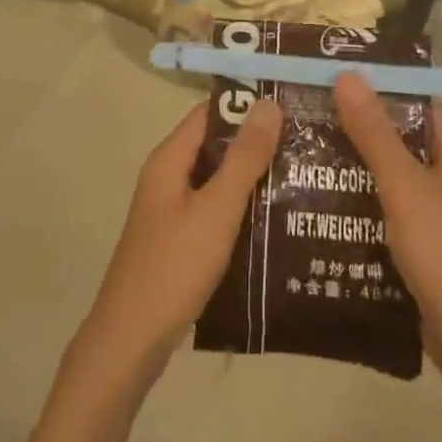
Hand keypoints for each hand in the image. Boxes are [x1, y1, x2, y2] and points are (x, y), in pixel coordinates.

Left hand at [78, 100, 282, 383]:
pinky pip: (217, 211)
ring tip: (305, 175)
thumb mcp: (216, 208)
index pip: (210, 113)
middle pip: (216, 146)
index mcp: (170, 160)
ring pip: (219, 182)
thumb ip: (244, 158)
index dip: (247, 104)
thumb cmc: (174, 265)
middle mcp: (169, 178)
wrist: (132, 340)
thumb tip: (267, 103)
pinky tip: (279, 219)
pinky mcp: (182, 241)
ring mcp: (173, 211)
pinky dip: (244, 209)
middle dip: (258, 142)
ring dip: (255, 178)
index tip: (291, 102)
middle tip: (309, 141)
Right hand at [334, 74, 441, 387]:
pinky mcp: (428, 237)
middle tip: (305, 113)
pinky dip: (363, 196)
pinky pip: (391, 202)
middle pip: (400, 135)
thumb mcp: (403, 186)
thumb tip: (348, 75)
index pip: (414, 100)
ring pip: (392, 170)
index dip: (374, 87)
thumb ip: (374, 132)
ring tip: (303, 149)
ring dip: (355, 163)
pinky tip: (323, 197)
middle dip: (356, 126)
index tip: (328, 78)